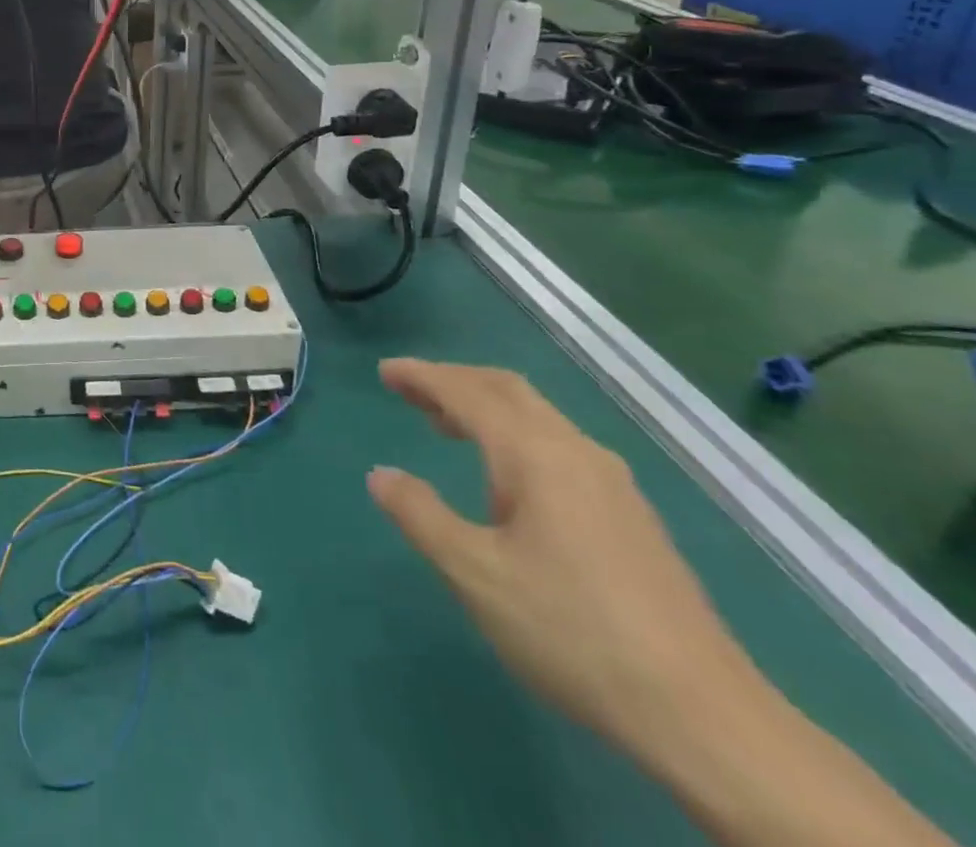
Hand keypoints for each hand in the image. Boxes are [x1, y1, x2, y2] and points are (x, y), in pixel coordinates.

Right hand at [367, 358, 761, 765]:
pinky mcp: (631, 517)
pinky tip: (504, 479)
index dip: (423, 376)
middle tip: (409, 389)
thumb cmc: (572, 631)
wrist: (704, 716)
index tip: (386, 371)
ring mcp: (613, 485)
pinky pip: (557, 446)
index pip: (468, 393)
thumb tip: (382, 475)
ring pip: (537, 417)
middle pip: (508, 391)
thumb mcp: (474, 574)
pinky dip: (514, 435)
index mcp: (536, 455)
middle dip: (455, 381)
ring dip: (485, 408)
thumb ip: (420, 515)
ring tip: (444, 426)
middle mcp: (577, 453)